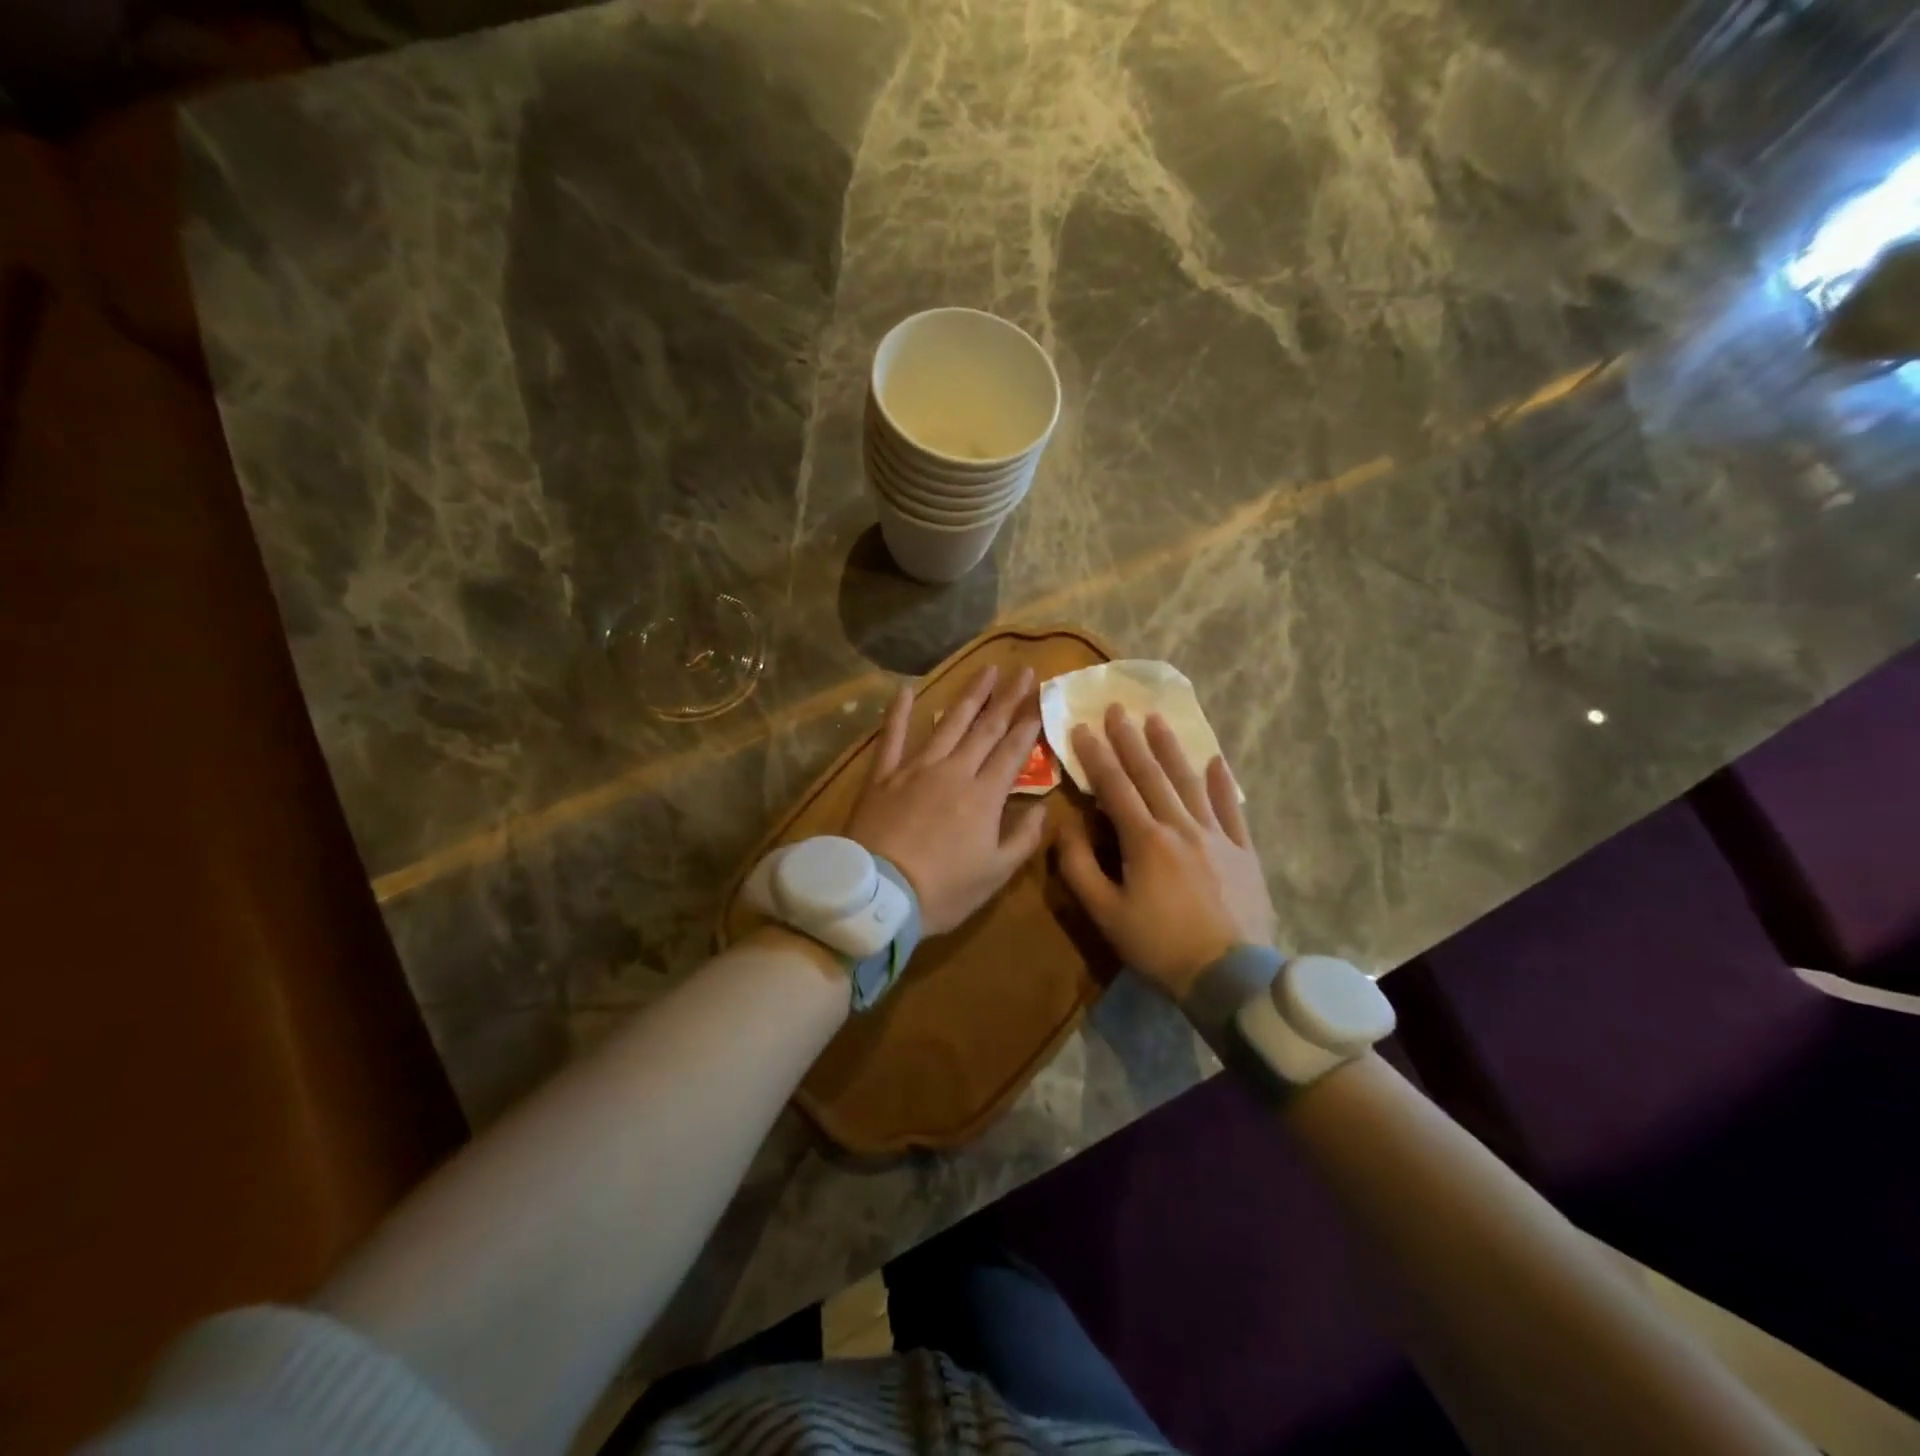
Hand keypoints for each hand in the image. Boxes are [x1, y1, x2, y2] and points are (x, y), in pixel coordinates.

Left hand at [845, 665, 1047, 935]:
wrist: (878, 895)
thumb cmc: (942, 891)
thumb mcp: (995, 875)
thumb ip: (1022, 839)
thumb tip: (1044, 809)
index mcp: (984, 796)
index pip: (1013, 751)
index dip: (1028, 724)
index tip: (1040, 697)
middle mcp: (954, 771)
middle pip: (986, 728)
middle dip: (1007, 698)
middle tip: (1023, 670)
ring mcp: (916, 768)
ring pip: (948, 723)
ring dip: (970, 696)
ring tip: (985, 671)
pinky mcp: (883, 775)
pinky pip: (892, 737)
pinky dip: (898, 712)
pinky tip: (905, 689)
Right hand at [1058, 706, 1276, 1001]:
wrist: (1230, 976)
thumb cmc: (1159, 946)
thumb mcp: (1106, 914)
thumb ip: (1080, 868)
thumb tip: (1063, 829)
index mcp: (1145, 839)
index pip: (1115, 786)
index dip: (1097, 756)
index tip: (1083, 727)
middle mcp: (1180, 826)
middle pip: (1151, 774)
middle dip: (1130, 740)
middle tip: (1118, 708)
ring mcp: (1217, 836)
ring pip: (1189, 782)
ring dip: (1170, 749)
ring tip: (1157, 720)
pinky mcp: (1243, 852)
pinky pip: (1231, 809)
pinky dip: (1221, 783)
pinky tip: (1215, 761)